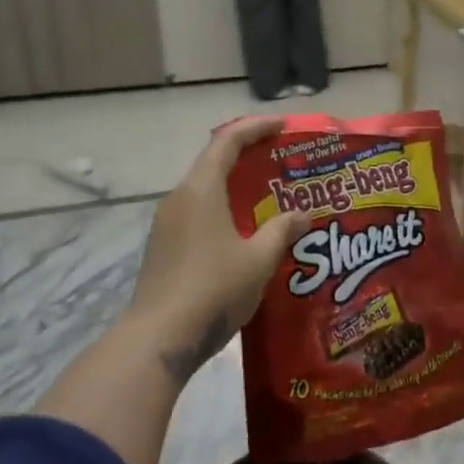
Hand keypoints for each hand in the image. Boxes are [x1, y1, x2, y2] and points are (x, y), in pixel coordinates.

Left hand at [130, 115, 311, 380]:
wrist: (160, 337)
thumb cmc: (214, 289)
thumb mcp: (259, 260)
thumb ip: (282, 231)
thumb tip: (303, 215)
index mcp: (200, 191)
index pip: (227, 141)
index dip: (256, 128)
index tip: (283, 126)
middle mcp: (179, 199)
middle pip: (213, 162)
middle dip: (248, 155)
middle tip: (282, 160)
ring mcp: (167, 224)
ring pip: (205, 190)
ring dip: (235, 185)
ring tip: (269, 196)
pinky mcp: (164, 247)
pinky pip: (198, 213)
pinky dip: (223, 208)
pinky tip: (245, 231)